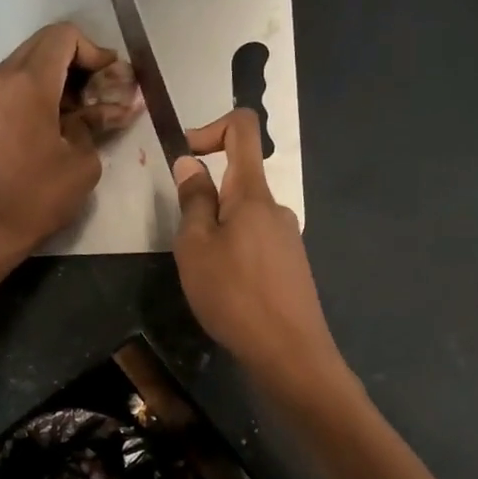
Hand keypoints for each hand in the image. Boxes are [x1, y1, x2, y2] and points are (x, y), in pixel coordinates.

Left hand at [0, 23, 108, 263]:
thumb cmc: (39, 195)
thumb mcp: (83, 161)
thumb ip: (97, 122)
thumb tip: (111, 107)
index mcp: (29, 81)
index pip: (65, 36)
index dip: (95, 51)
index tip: (112, 80)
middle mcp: (3, 76)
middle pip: (45, 44)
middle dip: (79, 61)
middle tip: (103, 91)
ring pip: (30, 63)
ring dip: (61, 77)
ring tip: (87, 109)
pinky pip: (17, 85)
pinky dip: (42, 91)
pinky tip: (62, 121)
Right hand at [173, 109, 342, 395]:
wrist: (288, 351)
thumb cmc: (233, 294)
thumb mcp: (196, 246)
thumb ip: (193, 200)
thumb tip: (191, 162)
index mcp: (252, 193)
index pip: (242, 128)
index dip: (211, 127)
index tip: (185, 156)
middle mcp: (276, 207)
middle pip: (239, 180)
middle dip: (206, 199)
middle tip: (186, 243)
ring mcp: (288, 237)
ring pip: (245, 217)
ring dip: (218, 231)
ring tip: (205, 274)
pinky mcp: (291, 265)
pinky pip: (256, 242)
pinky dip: (235, 252)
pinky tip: (227, 290)